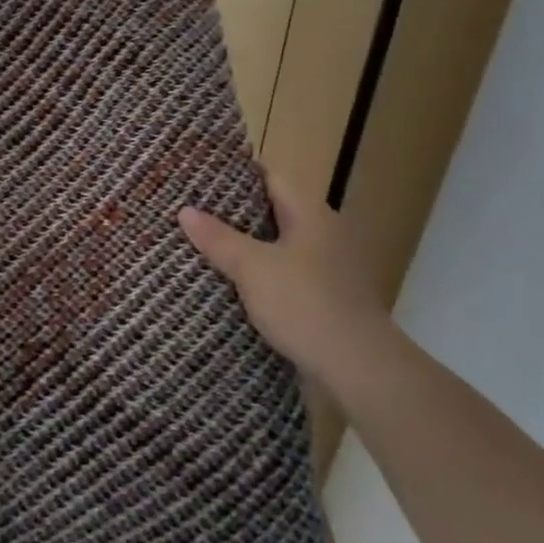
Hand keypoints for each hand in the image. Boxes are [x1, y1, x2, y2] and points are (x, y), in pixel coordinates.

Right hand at [178, 174, 390, 390]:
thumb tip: (185, 210)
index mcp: (310, 213)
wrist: (358, 367)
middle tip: (192, 212)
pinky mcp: (327, 297)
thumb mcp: (252, 268)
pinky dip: (262, 274)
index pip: (270, 178)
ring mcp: (329, 266)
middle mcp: (324, 232)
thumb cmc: (304, 304)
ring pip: (279, 245)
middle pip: (273, 211)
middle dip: (234, 213)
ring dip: (247, 246)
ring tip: (204, 246)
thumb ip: (219, 238)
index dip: (235, 175)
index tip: (201, 178)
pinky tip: (234, 284)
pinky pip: (287, 274)